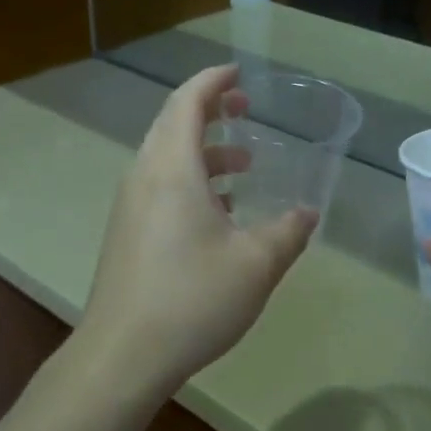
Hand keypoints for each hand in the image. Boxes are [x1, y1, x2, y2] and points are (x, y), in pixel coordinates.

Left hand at [81, 64, 317, 396]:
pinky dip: (191, 181)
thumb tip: (308, 212)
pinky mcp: (126, 233)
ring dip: (204, 151)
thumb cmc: (192, 299)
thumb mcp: (256, 264)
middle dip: (210, 111)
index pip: (187, 102)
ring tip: (244, 165)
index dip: (213, 81)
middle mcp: (144, 176)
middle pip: (173, 124)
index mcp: (171, 168)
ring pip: (166, 158)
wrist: (122, 356)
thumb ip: (288, 231)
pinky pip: (160, 186)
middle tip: (245, 111)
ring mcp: (130, 206)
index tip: (239, 73)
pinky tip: (220, 213)